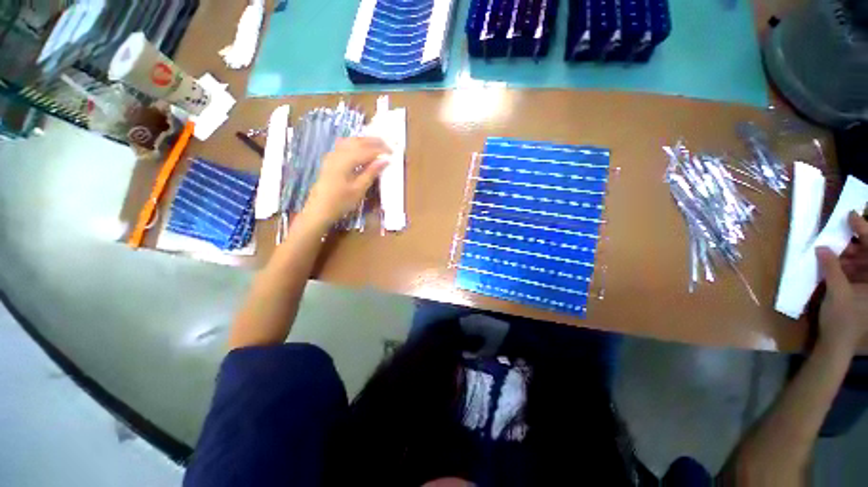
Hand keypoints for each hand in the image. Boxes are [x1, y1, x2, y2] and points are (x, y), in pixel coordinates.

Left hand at [302, 137, 389, 227]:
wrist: (318, 209)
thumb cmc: (340, 202)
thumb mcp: (359, 189)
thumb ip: (371, 172)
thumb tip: (385, 160)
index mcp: (346, 161)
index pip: (367, 150)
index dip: (381, 150)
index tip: (393, 152)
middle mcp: (338, 153)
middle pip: (358, 141)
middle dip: (374, 142)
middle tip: (388, 146)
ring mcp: (332, 155)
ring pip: (351, 141)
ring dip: (365, 141)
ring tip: (378, 145)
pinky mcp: (330, 159)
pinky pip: (344, 145)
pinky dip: (356, 144)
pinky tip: (361, 148)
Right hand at [817, 211, 867, 353]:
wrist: (838, 345)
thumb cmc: (843, 320)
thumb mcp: (837, 293)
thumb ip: (832, 268)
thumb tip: (822, 248)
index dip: (863, 230)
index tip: (850, 215)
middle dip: (853, 245)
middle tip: (834, 237)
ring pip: (862, 262)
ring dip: (846, 256)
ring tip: (830, 251)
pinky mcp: (861, 292)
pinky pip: (856, 272)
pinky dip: (844, 266)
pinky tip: (832, 263)